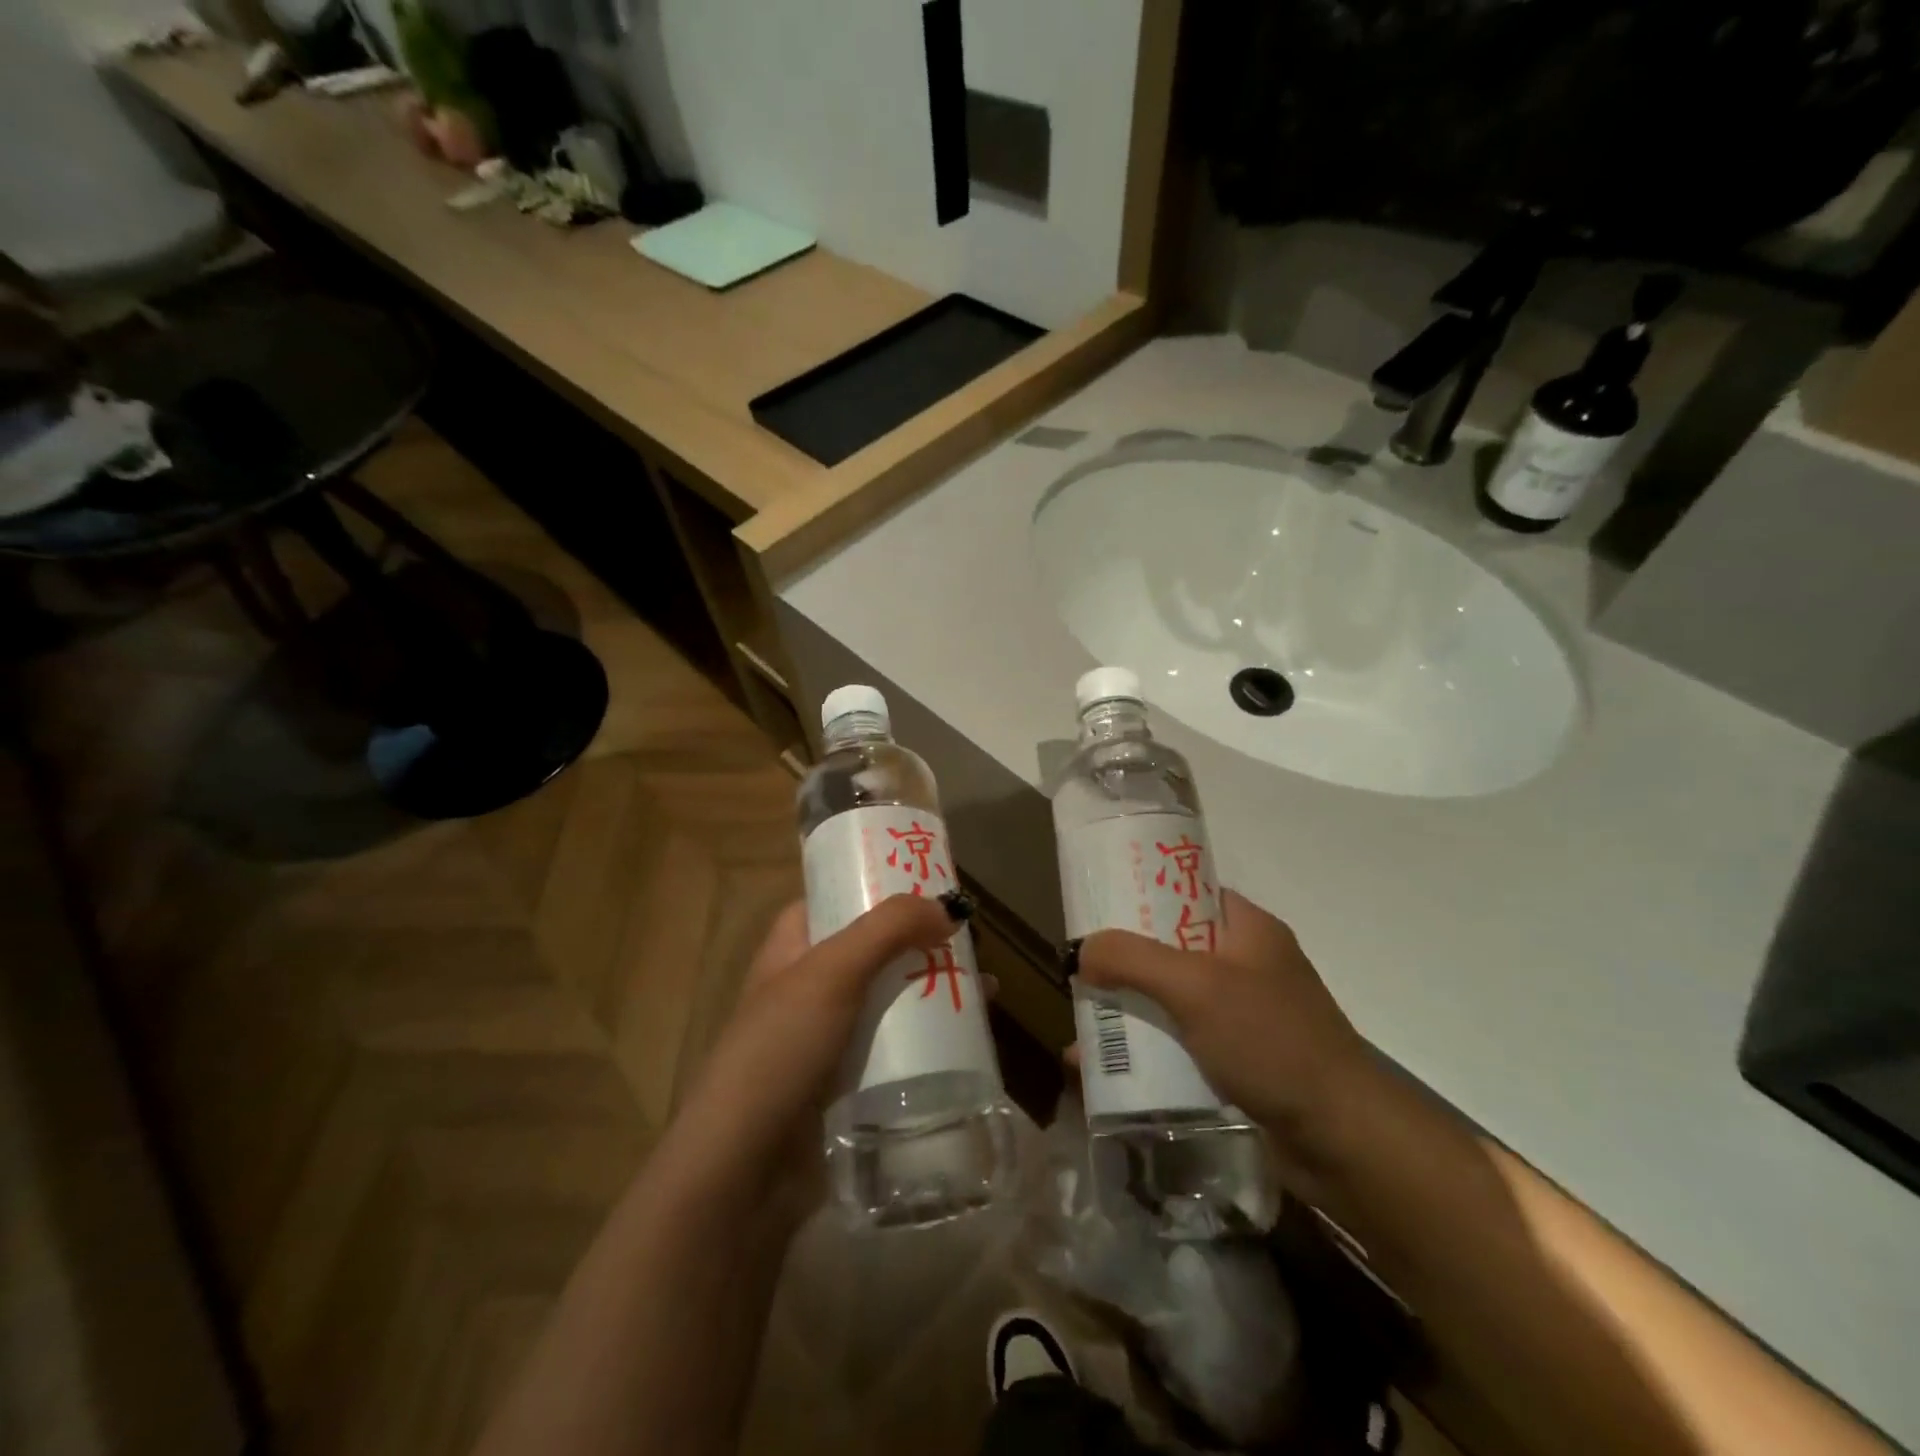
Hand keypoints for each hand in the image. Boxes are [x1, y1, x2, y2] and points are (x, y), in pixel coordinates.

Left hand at [667, 893, 965, 1198]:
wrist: (744, 1169)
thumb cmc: (780, 1050)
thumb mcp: (832, 972)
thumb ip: (888, 929)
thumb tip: (947, 907)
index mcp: (793, 947)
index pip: (837, 898)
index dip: (879, 885)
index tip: (930, 883)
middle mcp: (809, 984)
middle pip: (875, 947)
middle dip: (922, 942)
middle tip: (971, 940)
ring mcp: (828, 1034)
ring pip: (891, 997)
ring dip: (935, 989)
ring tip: (988, 990)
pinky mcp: (848, 1079)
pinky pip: (895, 1044)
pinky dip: (929, 1037)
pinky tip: (969, 1040)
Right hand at [1075, 889, 1376, 1168]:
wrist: (1344, 1140)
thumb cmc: (1272, 1042)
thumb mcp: (1196, 987)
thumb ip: (1134, 959)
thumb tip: (1082, 950)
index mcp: (1248, 930)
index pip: (1187, 892)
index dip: (1141, 894)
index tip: (1096, 909)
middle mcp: (1246, 967)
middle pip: (1171, 950)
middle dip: (1124, 963)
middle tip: (1080, 972)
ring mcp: (1244, 1017)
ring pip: (1172, 1001)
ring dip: (1129, 1013)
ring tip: (1081, 1026)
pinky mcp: (1240, 1063)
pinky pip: (1181, 1045)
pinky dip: (1147, 1053)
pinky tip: (1107, 1072)